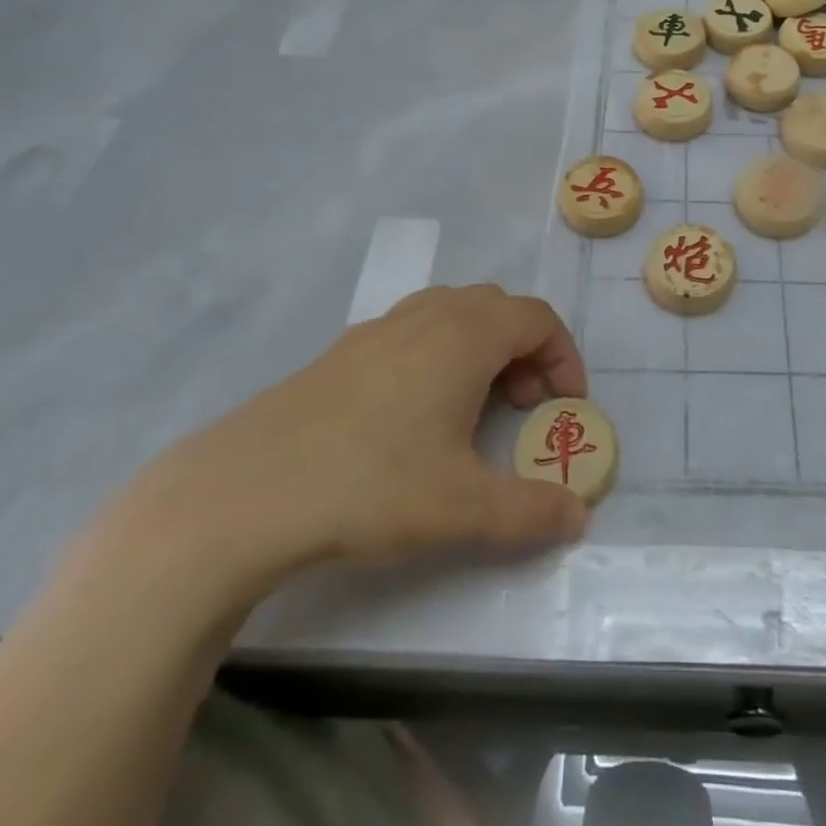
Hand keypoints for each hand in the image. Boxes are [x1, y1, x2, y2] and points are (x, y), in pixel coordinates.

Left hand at [113, 285, 589, 606]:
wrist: (246, 491)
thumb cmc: (372, 484)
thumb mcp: (463, 507)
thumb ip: (531, 511)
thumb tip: (579, 516)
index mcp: (465, 335)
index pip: (537, 318)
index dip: (563, 356)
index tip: (566, 405)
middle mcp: (428, 316)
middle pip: (498, 308)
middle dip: (525, 350)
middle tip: (523, 406)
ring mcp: (380, 328)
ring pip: (452, 313)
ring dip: (481, 348)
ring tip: (473, 406)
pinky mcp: (343, 351)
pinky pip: (412, 331)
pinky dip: (437, 354)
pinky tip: (414, 414)